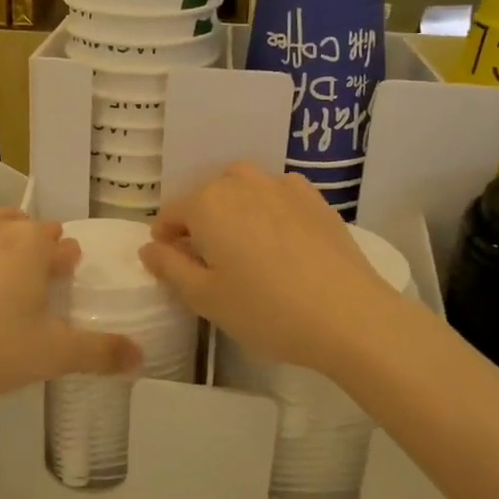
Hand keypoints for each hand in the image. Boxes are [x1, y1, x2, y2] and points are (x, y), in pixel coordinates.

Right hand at [139, 163, 408, 374]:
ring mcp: (281, 185)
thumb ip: (170, 268)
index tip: (174, 266)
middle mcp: (240, 183)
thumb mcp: (206, 298)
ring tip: (245, 247)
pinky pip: (277, 193)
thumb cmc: (266, 310)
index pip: (170, 213)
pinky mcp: (314, 198)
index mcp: (207, 204)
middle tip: (211, 264)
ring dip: (233, 209)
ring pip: (242, 188)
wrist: (349, 316)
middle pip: (206, 196)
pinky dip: (268, 208)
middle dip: (199, 223)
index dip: (165, 240)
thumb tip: (149, 247)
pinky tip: (280, 240)